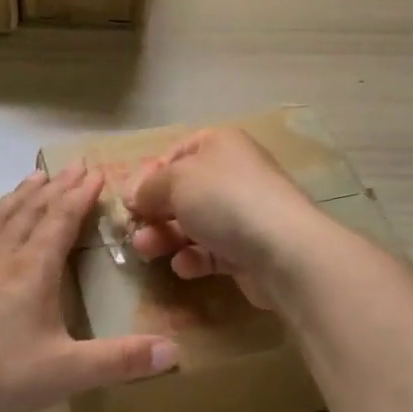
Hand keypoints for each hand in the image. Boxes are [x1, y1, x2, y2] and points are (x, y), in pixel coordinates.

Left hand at [0, 166, 178, 411]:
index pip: (60, 219)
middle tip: (72, 166)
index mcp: (32, 269)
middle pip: (31, 210)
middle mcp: (0, 256)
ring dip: (19, 195)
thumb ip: (121, 361)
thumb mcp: (68, 372)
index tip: (94, 171)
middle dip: (55, 186)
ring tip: (32, 179)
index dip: (79, 194)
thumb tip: (175, 352)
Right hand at [124, 128, 317, 309]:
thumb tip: (133, 195)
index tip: (128, 200)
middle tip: (132, 231)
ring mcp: (244, 213)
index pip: (175, 153)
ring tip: (146, 251)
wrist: (283, 249)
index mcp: (220, 145)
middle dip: (154, 211)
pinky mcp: (249, 249)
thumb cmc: (224, 199)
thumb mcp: (175, 181)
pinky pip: (212, 251)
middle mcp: (234, 174)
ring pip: (195, 223)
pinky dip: (194, 258)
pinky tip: (184, 266)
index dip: (149, 175)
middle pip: (183, 191)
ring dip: (166, 237)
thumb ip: (148, 187)